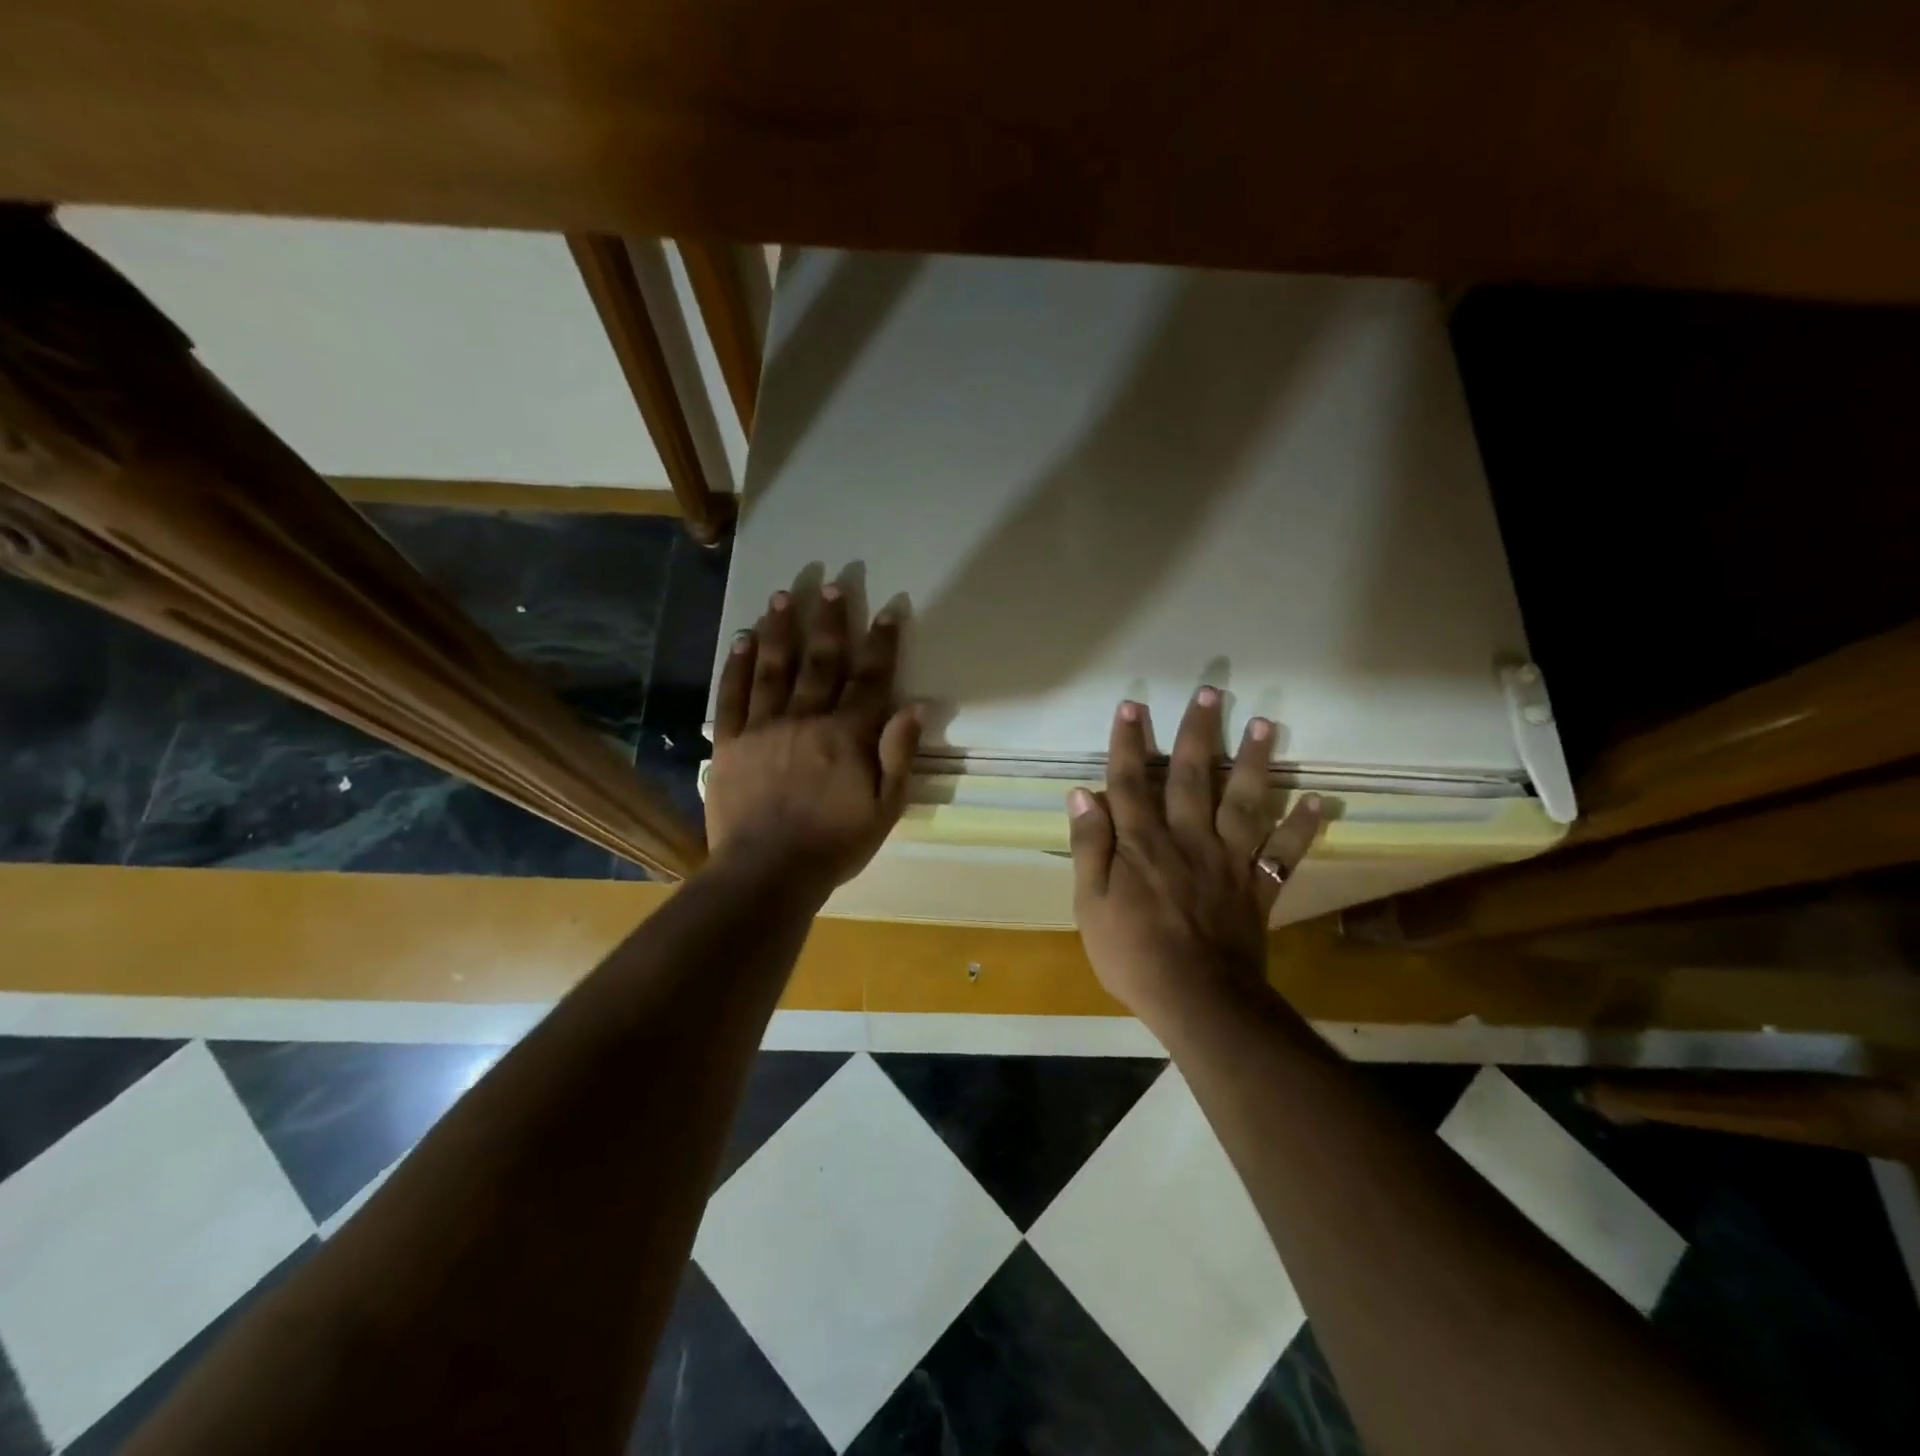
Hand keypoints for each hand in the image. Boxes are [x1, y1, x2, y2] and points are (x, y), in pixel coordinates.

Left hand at [706, 586, 921, 894]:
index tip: (888, 610)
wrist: (767, 873)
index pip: (870, 678)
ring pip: (774, 668)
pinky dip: (737, 665)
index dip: (881, 643)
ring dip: (781, 629)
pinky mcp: (728, 742)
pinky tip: (743, 639)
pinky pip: (732, 696)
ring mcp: (763, 727)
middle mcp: (806, 719)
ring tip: (784, 595)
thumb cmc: (834, 845)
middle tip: (832, 584)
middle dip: (830, 621)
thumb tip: (917, 705)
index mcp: (847, 735)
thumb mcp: (885, 808)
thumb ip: (899, 754)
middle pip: (821, 661)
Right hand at [1068, 690, 1320, 1019]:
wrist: (1197, 1000)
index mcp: (1142, 843)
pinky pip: (1284, 852)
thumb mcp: (1090, 904)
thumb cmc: (1132, 953)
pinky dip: (1301, 826)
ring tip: (1266, 724)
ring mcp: (1228, 860)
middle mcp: (1187, 838)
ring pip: (1242, 800)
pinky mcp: (1258, 886)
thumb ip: (1088, 847)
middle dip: (1197, 732)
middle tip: (1211, 691)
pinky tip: (1317, 800)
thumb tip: (1082, 794)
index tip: (1132, 705)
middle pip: (1190, 776)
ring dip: (1254, 761)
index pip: (1130, 781)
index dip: (1128, 742)